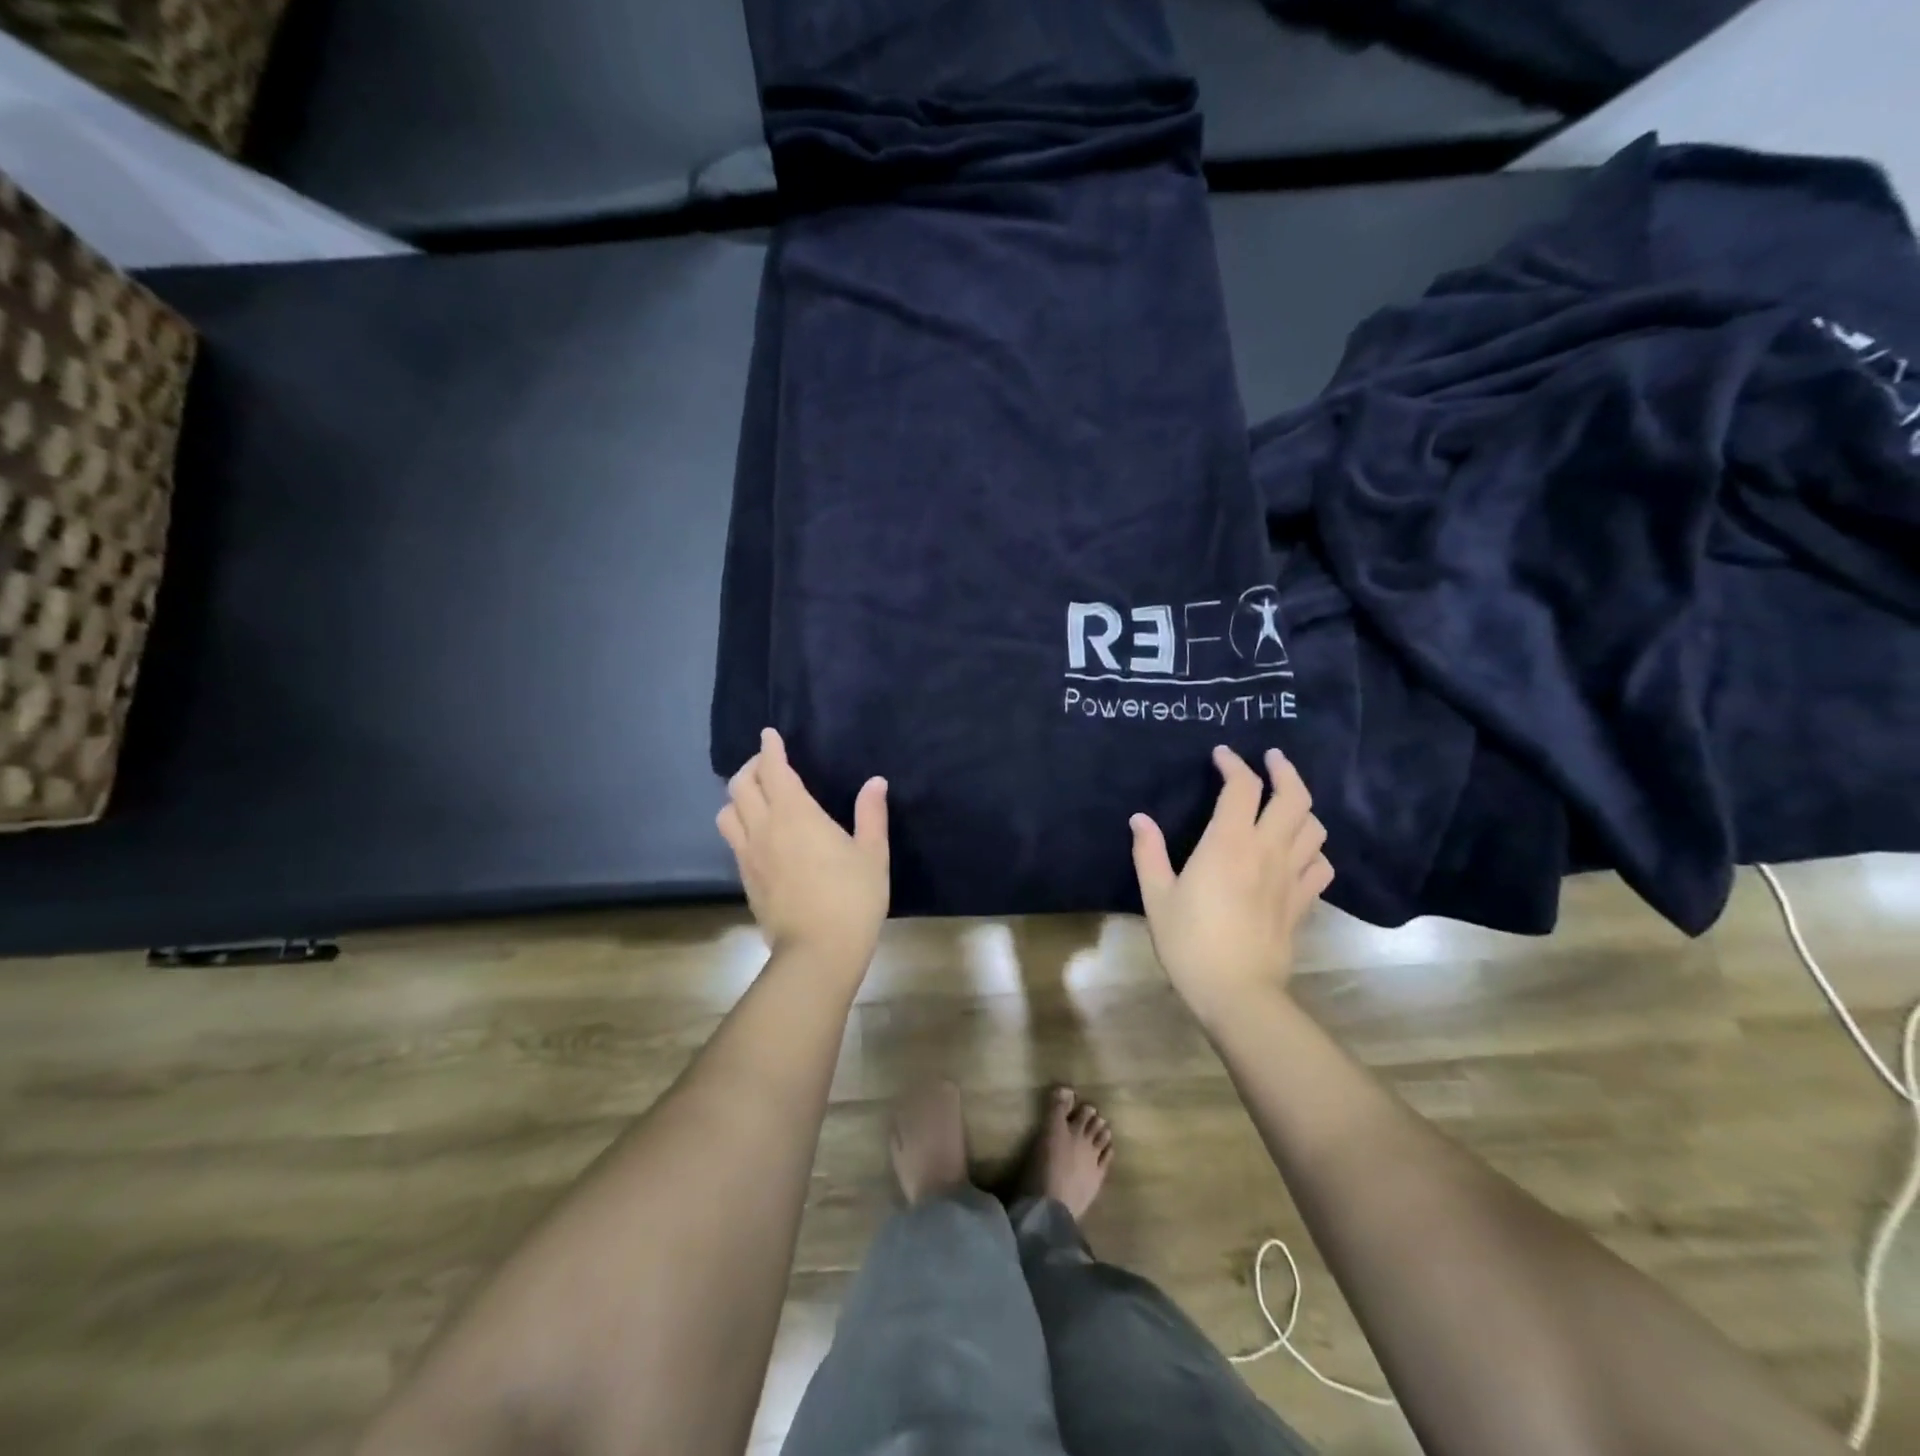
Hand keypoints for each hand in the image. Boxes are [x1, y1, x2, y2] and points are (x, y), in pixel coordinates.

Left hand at [718, 728, 890, 967]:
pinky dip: (739, 823)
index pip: (772, 769)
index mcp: (796, 814)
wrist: (818, 950)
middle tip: (768, 764)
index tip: (770, 735)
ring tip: (756, 796)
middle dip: (752, 767)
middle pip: (740, 785)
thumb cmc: (852, 897)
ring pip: (726, 812)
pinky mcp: (745, 878)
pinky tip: (758, 832)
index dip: (769, 748)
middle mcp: (764, 827)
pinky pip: (732, 839)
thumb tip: (875, 782)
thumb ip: (871, 814)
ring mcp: (749, 854)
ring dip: (738, 796)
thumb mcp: (873, 853)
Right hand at [1130, 745, 1331, 1024]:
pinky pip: (1322, 865)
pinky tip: (1299, 852)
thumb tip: (1140, 819)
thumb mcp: (1157, 897)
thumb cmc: (1189, 943)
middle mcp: (1267, 851)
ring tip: (1285, 803)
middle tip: (1271, 759)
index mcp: (1228, 844)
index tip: (1222, 755)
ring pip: (1314, 827)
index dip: (1234, 764)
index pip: (1242, 788)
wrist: (1237, 992)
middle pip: (1294, 797)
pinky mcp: (1303, 902)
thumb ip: (1149, 853)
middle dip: (1284, 770)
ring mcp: (1291, 877)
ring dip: (1302, 807)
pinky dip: (1314, 850)